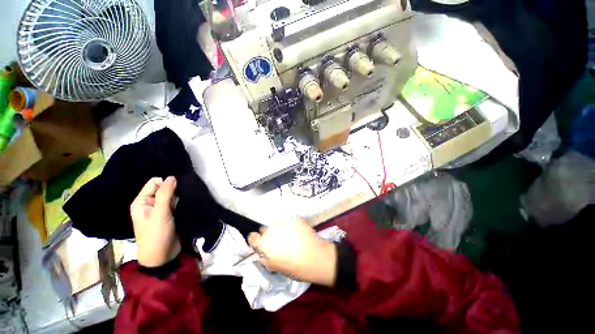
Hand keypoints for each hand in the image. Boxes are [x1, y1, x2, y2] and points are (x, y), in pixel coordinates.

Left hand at [130, 176, 180, 266]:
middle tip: (180, 198)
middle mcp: (149, 204)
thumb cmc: (157, 234)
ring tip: (184, 202)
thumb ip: (165, 194)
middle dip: (173, 190)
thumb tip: (172, 177)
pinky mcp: (169, 215)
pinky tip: (186, 205)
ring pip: (170, 196)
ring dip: (178, 197)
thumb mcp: (160, 213)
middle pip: (163, 188)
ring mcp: (159, 210)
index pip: (154, 182)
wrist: (163, 256)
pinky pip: (175, 203)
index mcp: (141, 201)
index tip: (177, 190)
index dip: (166, 183)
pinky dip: (180, 202)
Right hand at [248, 218, 336, 286]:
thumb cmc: (295, 267)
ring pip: (276, 223)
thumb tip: (260, 252)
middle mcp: (271, 230)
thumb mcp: (275, 267)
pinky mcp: (294, 217)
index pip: (252, 237)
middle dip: (269, 234)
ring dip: (279, 228)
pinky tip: (296, 230)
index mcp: (264, 243)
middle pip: (264, 229)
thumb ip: (264, 258)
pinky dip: (290, 223)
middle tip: (278, 241)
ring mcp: (284, 222)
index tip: (261, 244)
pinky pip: (288, 219)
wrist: (316, 257)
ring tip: (289, 235)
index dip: (256, 241)